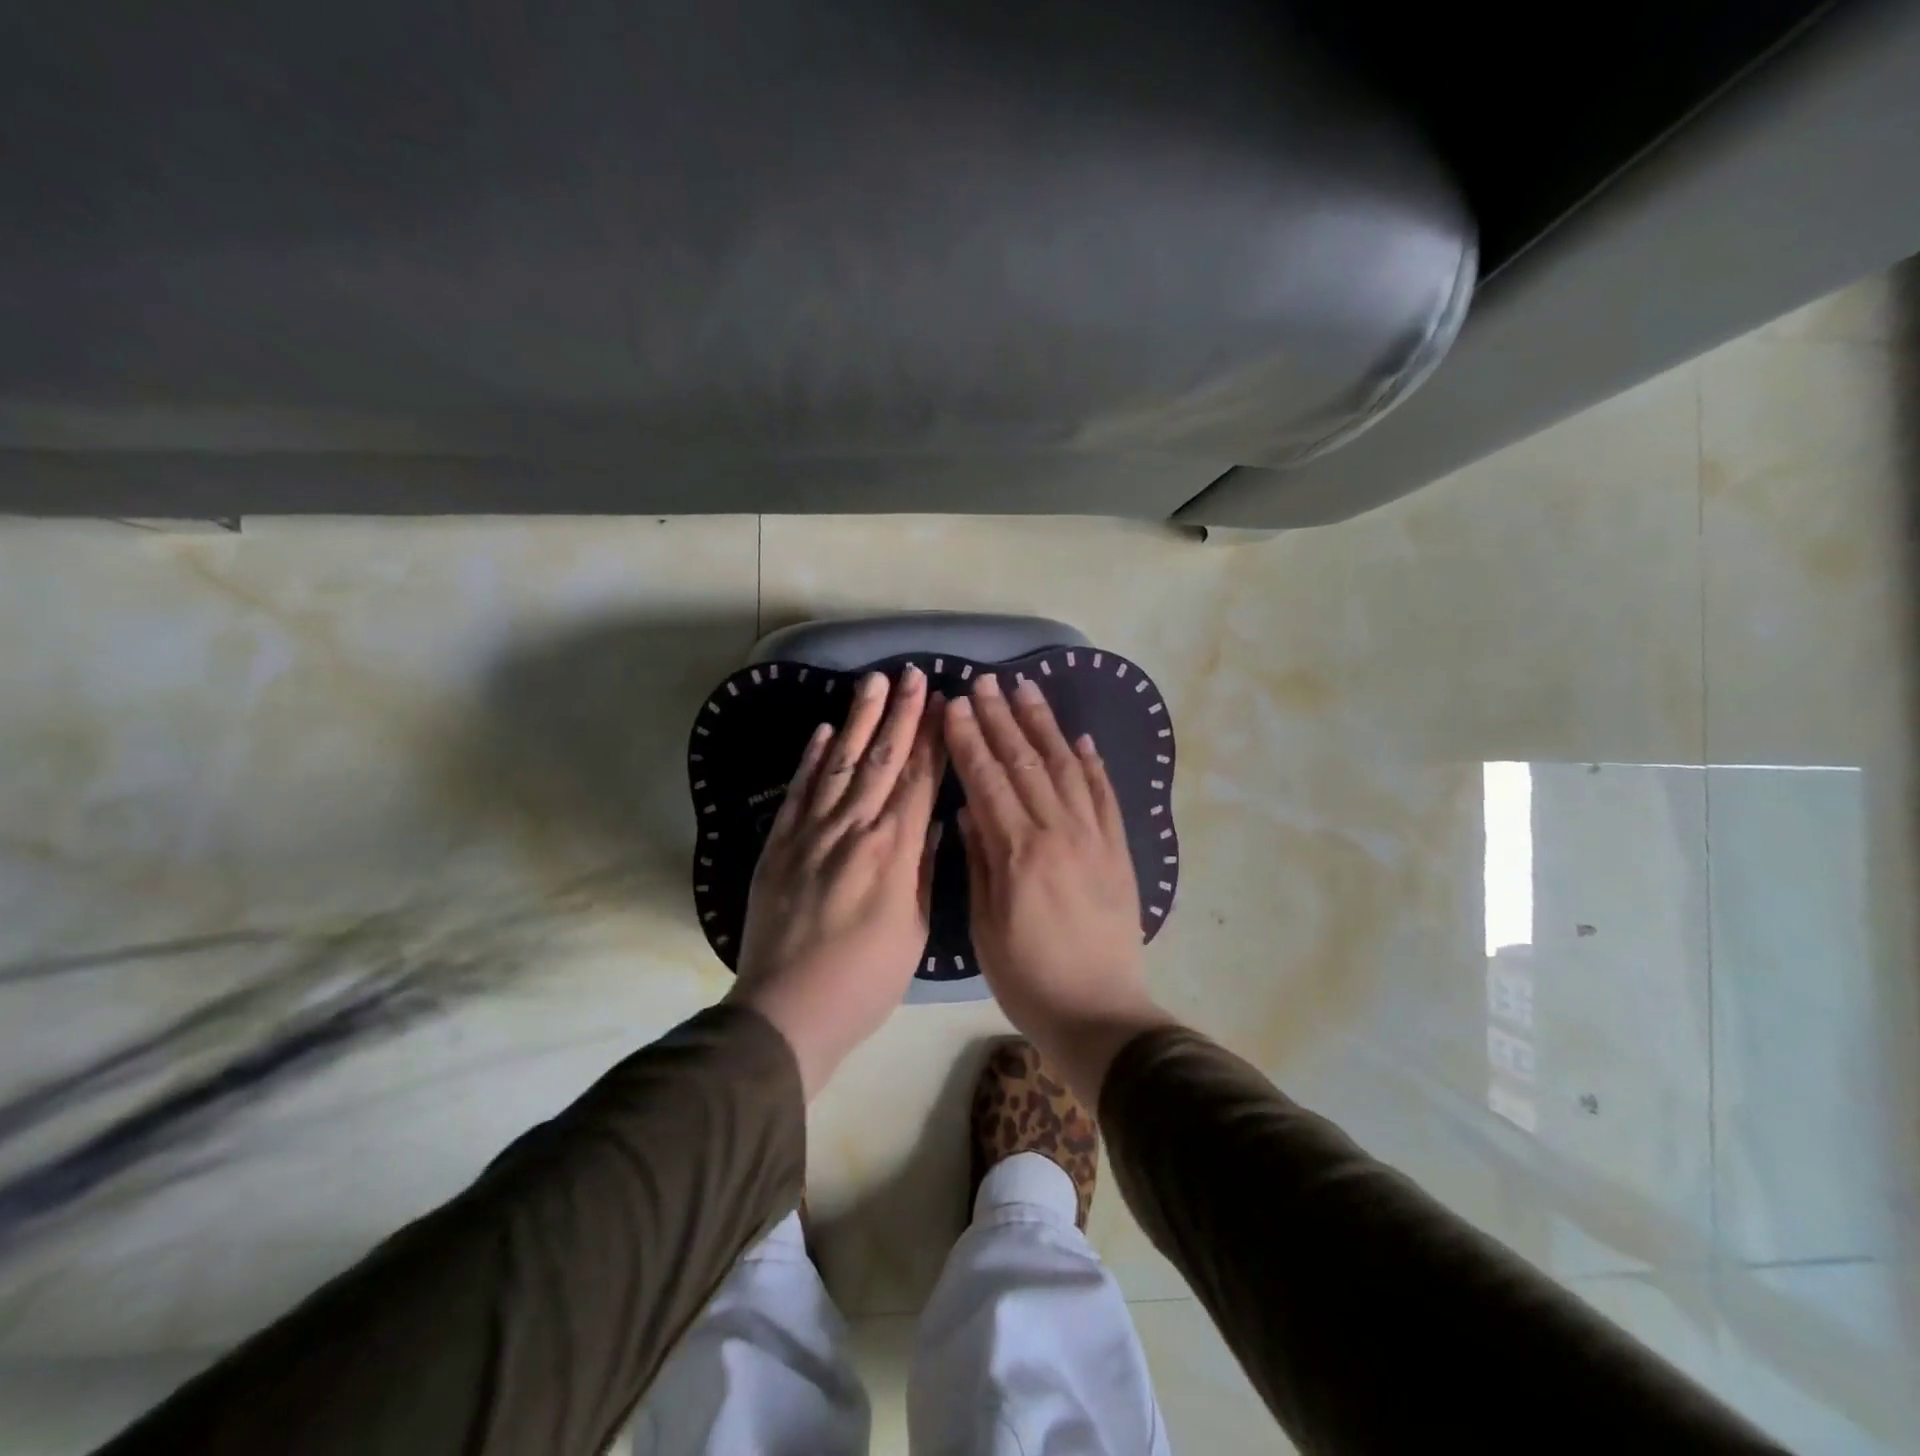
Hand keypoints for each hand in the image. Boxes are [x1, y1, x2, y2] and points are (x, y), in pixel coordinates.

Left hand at [729, 666, 944, 1097]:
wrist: (787, 1011)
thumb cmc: (865, 981)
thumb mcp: (913, 931)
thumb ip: (923, 870)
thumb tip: (934, 822)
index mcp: (893, 852)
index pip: (918, 780)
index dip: (932, 738)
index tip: (943, 701)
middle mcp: (853, 830)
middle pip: (881, 760)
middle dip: (900, 714)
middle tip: (911, 674)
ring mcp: (810, 833)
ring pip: (840, 764)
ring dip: (858, 720)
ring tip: (872, 683)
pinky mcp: (778, 845)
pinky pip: (798, 792)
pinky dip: (811, 759)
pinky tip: (823, 731)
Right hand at [944, 673, 1172, 1104]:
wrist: (1100, 1014)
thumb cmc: (1028, 979)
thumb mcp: (986, 927)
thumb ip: (980, 861)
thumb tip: (969, 809)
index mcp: (1019, 852)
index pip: (988, 780)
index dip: (968, 739)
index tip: (953, 704)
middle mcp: (1059, 832)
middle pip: (1025, 762)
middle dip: (1001, 718)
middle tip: (984, 681)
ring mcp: (1095, 838)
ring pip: (1066, 768)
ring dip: (1044, 726)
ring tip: (1027, 689)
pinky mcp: (1119, 851)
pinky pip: (1106, 796)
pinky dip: (1092, 764)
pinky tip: (1080, 739)